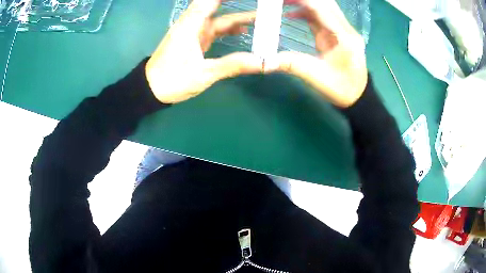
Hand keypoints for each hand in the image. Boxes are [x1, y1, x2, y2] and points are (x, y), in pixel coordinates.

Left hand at [145, 0, 262, 103]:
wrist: (151, 90)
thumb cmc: (172, 80)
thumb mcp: (204, 73)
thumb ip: (233, 65)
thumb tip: (264, 63)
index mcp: (192, 24)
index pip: (211, 1)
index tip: (252, 0)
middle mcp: (193, 22)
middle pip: (217, 5)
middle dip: (236, 6)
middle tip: (263, 7)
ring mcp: (193, 31)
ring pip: (218, 18)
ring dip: (237, 17)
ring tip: (260, 18)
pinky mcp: (194, 39)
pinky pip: (215, 28)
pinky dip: (228, 28)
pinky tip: (241, 31)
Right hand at [272, 0, 367, 107]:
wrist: (358, 97)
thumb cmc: (341, 89)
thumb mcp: (316, 77)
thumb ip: (291, 64)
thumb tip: (264, 62)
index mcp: (344, 37)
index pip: (321, 9)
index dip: (301, 1)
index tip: (281, 1)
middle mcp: (346, 29)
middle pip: (325, 3)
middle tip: (281, 1)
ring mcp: (342, 30)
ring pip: (323, 7)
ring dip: (304, 3)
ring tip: (282, 3)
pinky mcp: (337, 33)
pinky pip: (321, 16)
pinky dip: (306, 12)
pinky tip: (291, 15)